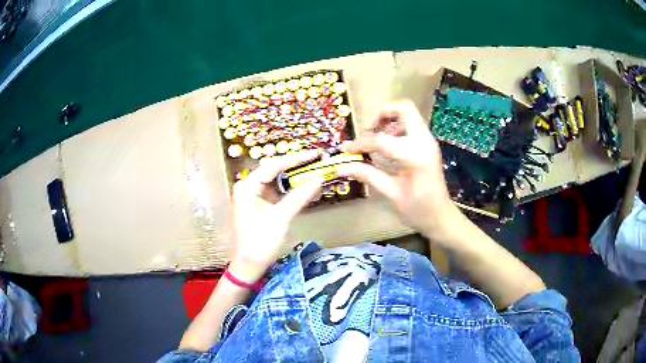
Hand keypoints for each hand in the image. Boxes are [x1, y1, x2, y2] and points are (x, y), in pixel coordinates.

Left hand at [229, 150, 322, 282]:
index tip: (315, 153)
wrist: (249, 266)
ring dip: (295, 177)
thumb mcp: (281, 217)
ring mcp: (254, 197)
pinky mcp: (261, 206)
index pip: (274, 165)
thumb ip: (299, 196)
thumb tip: (319, 178)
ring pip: (277, 181)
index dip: (296, 158)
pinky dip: (292, 191)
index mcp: (248, 186)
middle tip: (316, 160)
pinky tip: (306, 188)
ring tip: (314, 170)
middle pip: (274, 170)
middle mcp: (249, 187)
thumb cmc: (260, 241)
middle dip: (296, 165)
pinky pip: (278, 193)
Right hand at [340, 100, 460, 241]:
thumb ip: (368, 175)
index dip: (361, 143)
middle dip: (382, 114)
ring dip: (390, 119)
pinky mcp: (428, 144)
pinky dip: (397, 127)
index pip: (381, 140)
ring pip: (409, 113)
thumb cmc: (418, 210)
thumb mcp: (391, 193)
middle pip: (404, 108)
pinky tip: (388, 146)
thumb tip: (342, 167)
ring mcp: (428, 141)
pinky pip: (412, 124)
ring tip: (377, 138)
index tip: (346, 149)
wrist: (441, 217)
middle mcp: (424, 141)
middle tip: (369, 131)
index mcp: (414, 155)